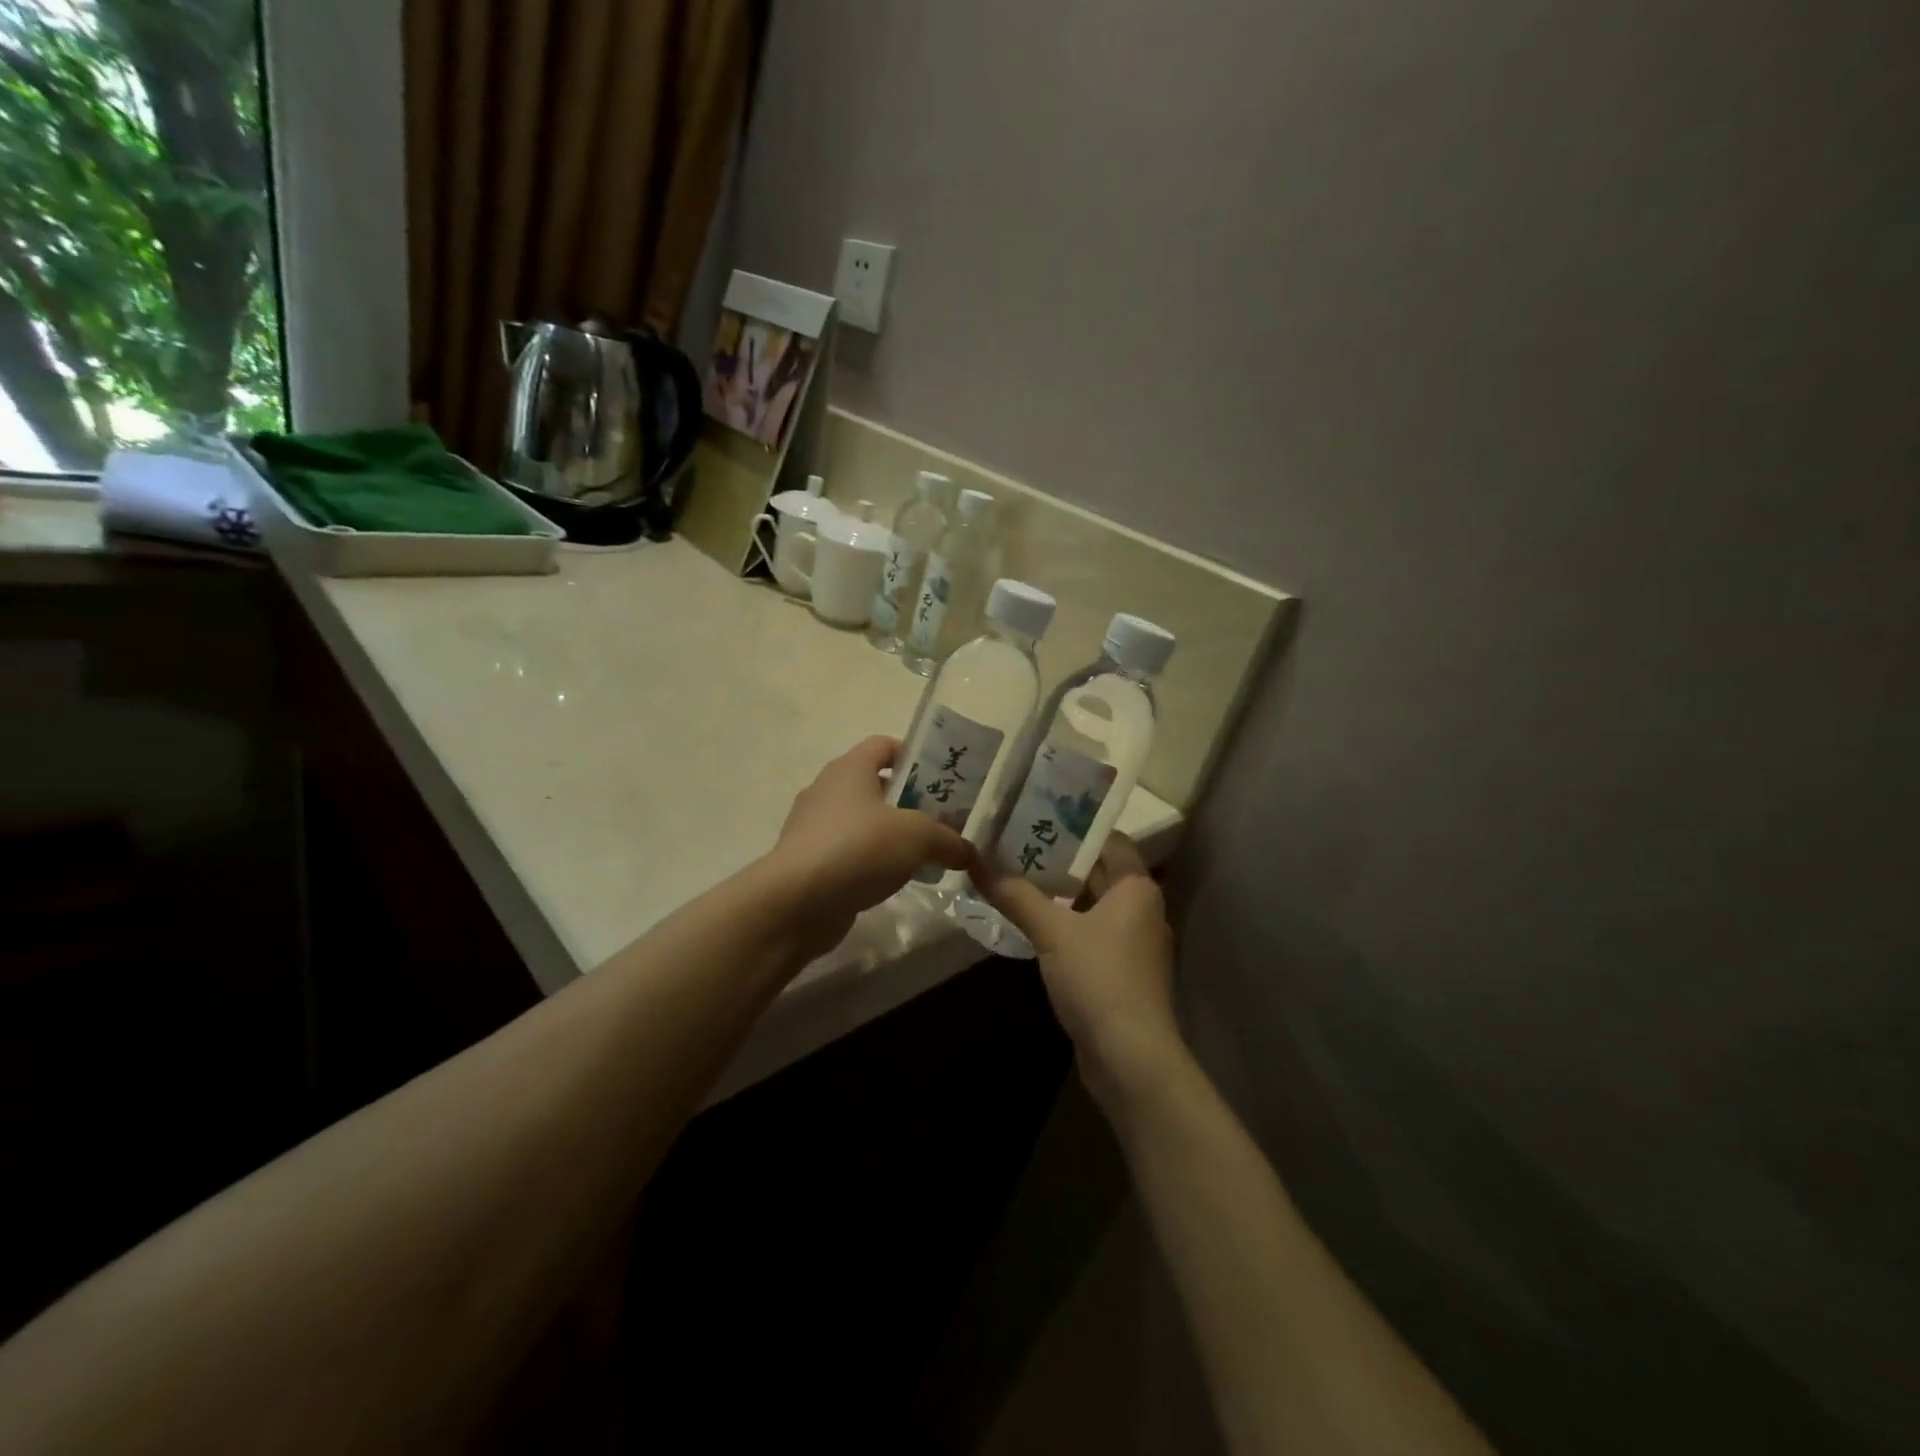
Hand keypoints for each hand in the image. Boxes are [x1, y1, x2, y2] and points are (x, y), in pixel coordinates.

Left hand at [763, 736, 973, 957]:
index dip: (914, 756)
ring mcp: (813, 827)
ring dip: (891, 835)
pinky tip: (893, 881)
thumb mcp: (918, 837)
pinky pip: (848, 853)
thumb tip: (966, 852)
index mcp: (850, 768)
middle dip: (910, 802)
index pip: (884, 745)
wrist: (796, 902)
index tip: (940, 779)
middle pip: (875, 785)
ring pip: (862, 822)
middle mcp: (827, 790)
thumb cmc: (859, 848)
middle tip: (942, 822)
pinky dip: (871, 862)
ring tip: (924, 856)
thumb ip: (948, 840)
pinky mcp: (809, 862)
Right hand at [975, 835, 1183, 1107]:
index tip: (1038, 815)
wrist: (1130, 1056)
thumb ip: (1016, 896)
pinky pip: (1092, 932)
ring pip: (1094, 904)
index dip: (1076, 826)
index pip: (1109, 840)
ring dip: (1060, 893)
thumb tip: (976, 863)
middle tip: (1016, 842)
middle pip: (1100, 871)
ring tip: (1016, 875)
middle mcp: (1142, 908)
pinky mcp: (1123, 971)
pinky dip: (1067, 923)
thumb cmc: (1099, 978)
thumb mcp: (1052, 931)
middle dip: (1060, 859)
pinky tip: (1033, 921)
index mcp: (1137, 887)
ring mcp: (1134, 942)